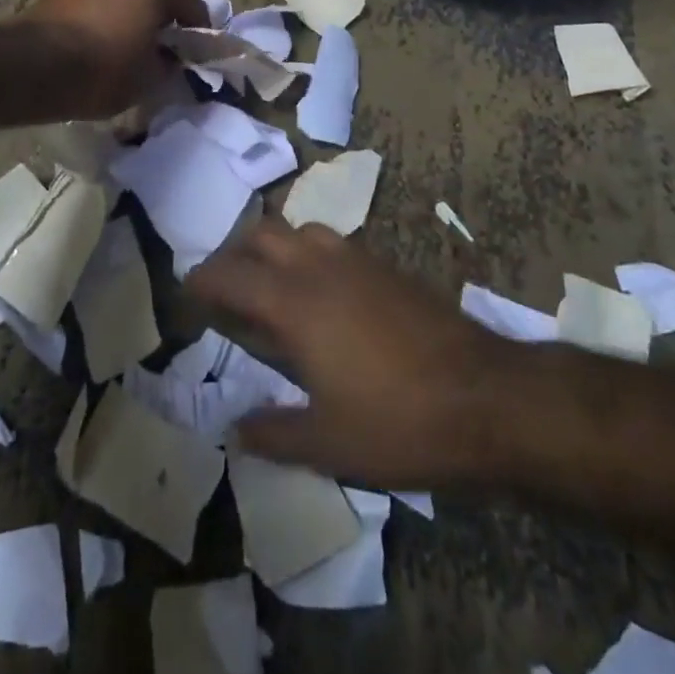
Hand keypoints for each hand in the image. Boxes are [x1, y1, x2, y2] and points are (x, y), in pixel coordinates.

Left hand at [15, 0, 207, 118]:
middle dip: (164, 18)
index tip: (196, 57)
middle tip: (164, 50)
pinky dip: (108, 13)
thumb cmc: (103, 69)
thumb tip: (172, 60)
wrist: (32, 66)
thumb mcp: (150, 79)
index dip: (198, 31)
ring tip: (130, 45)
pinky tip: (102, 40)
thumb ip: (171, 65)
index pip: (191, 3)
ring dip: (134, 12)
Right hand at [186, 218, 521, 486]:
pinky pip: (332, 241)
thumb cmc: (400, 423)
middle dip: (234, 253)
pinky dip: (310, 253)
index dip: (202, 280)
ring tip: (271, 283)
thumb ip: (274, 433)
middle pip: (261, 233)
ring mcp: (356, 260)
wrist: (488, 398)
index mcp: (294, 303)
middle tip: (225, 287)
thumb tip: (235, 429)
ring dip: (275, 246)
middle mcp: (319, 267)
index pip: (231, 275)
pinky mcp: (387, 266)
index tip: (186, 292)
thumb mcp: (329, 444)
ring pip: (300, 229)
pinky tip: (323, 292)